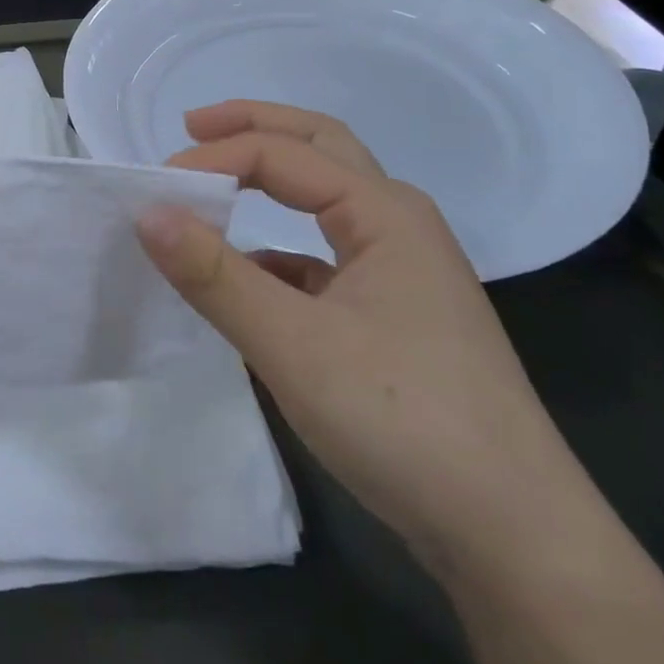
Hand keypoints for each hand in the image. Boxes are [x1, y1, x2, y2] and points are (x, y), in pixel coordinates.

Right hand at [136, 100, 588, 578]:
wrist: (516, 538)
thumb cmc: (404, 420)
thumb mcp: (293, 345)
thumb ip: (215, 275)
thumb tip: (147, 211)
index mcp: (385, 211)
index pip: (282, 155)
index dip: (215, 158)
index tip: (157, 187)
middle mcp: (399, 224)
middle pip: (320, 147)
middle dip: (254, 127)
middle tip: (191, 125)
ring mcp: (403, 271)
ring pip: (326, 199)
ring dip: (271, 179)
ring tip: (214, 185)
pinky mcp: (395, 315)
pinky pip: (326, 257)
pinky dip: (279, 247)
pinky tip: (248, 276)